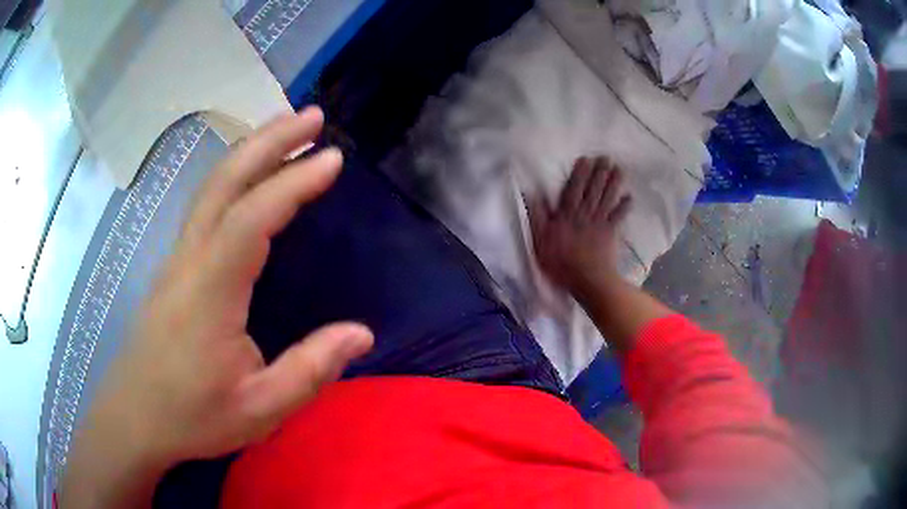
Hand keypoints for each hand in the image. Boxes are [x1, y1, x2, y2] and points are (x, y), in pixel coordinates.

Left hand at [61, 108, 373, 507]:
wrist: (135, 417)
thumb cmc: (193, 416)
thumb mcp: (260, 408)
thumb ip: (310, 370)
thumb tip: (362, 333)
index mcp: (209, 292)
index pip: (251, 218)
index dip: (292, 183)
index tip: (332, 158)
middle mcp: (189, 260)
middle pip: (225, 181)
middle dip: (269, 141)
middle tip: (313, 117)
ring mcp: (177, 259)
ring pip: (211, 187)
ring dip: (250, 150)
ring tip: (289, 131)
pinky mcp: (174, 267)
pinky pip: (206, 205)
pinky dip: (234, 176)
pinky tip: (252, 177)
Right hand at [526, 157, 631, 295]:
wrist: (587, 280)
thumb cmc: (560, 262)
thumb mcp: (540, 240)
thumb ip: (538, 216)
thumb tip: (532, 193)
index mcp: (567, 214)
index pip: (573, 189)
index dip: (580, 173)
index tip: (586, 159)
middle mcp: (585, 213)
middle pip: (593, 190)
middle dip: (600, 172)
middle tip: (607, 157)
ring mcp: (600, 223)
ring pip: (607, 198)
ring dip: (614, 183)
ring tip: (619, 169)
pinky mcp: (610, 233)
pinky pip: (619, 217)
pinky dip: (625, 207)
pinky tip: (630, 197)